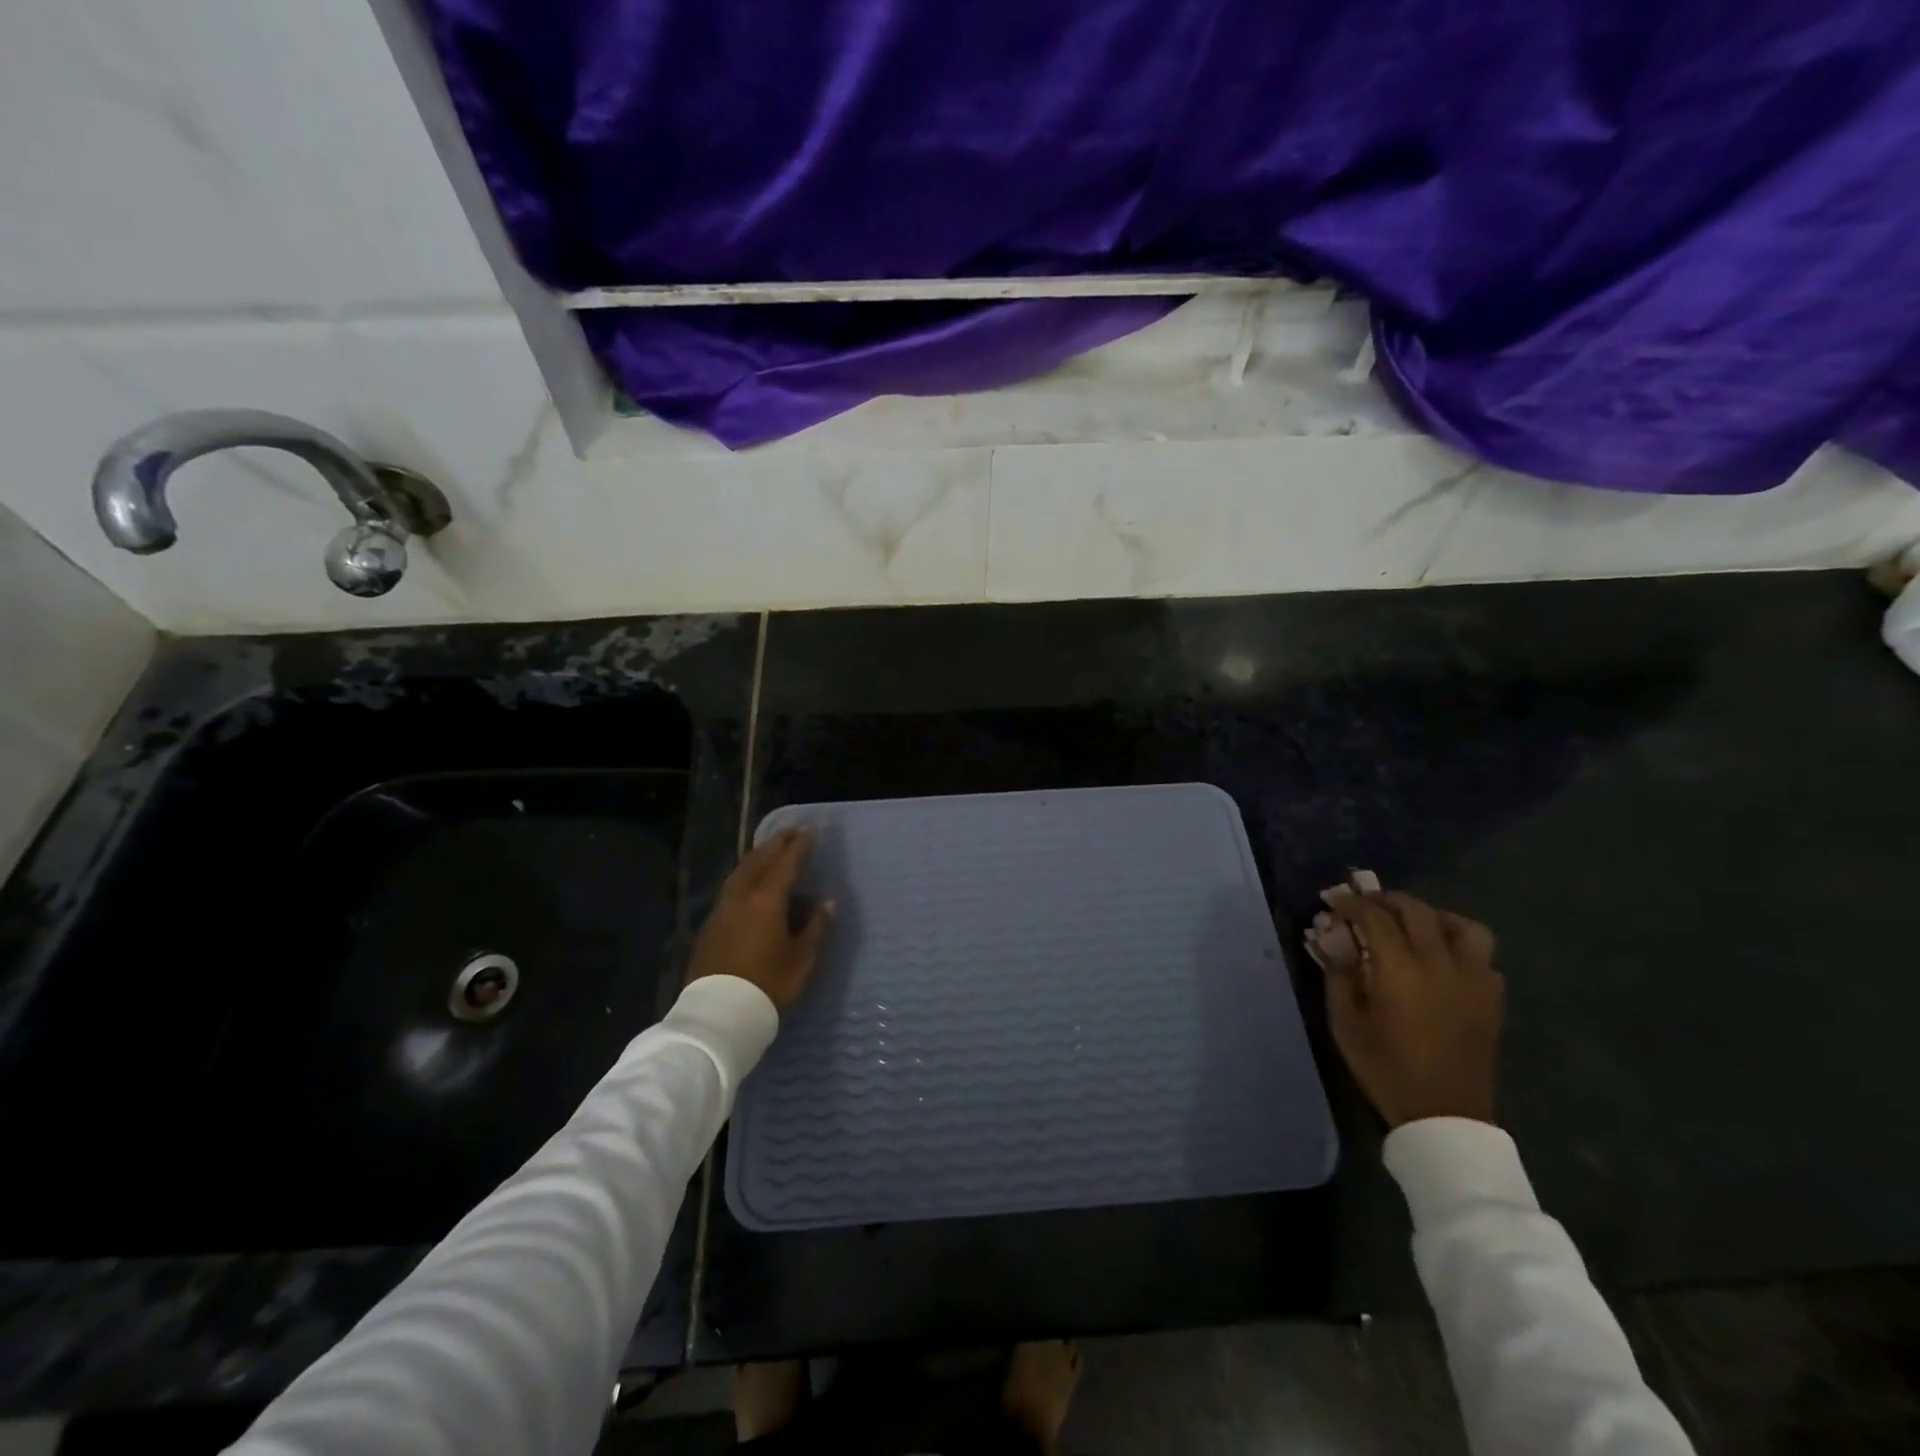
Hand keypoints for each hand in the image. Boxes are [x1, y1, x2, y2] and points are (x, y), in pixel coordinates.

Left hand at [687, 828, 833, 1009]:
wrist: (719, 1012)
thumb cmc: (768, 983)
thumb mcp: (802, 959)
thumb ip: (815, 927)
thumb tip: (826, 903)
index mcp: (767, 900)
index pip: (786, 863)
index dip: (799, 846)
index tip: (809, 832)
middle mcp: (742, 896)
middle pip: (759, 861)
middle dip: (775, 844)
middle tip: (789, 832)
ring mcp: (722, 909)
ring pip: (740, 872)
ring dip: (756, 857)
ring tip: (769, 850)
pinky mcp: (710, 925)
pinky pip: (731, 887)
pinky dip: (744, 875)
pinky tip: (749, 882)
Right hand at [1305, 874, 1502, 1128]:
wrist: (1445, 1116)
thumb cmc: (1386, 1068)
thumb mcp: (1345, 1023)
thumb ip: (1338, 975)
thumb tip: (1334, 939)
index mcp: (1400, 972)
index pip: (1375, 917)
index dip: (1352, 903)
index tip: (1335, 900)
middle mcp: (1441, 966)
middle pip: (1417, 911)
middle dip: (1387, 900)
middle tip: (1366, 904)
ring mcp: (1474, 980)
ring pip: (1462, 926)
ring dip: (1433, 916)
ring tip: (1413, 924)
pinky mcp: (1492, 997)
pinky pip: (1482, 954)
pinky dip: (1459, 943)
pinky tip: (1441, 956)